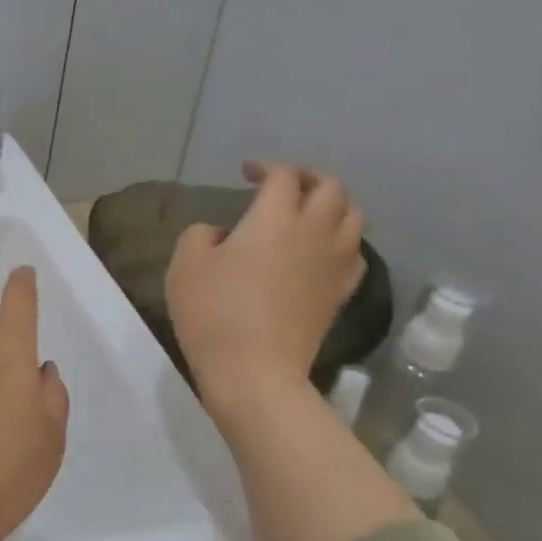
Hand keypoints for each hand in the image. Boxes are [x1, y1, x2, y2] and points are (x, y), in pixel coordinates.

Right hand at [166, 162, 365, 411]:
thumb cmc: (214, 314)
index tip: (246, 174)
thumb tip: (224, 234)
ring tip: (311, 213)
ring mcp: (333, 264)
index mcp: (275, 218)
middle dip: (309, 178)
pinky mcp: (340, 294)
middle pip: (331, 188)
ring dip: (334, 206)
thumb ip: (201, 234)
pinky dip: (343, 242)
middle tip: (284, 186)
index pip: (283, 176)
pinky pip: (356, 254)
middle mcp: (314, 232)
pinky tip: (324, 251)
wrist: (255, 373)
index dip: (265, 168)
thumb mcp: (186, 265)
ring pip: (354, 217)